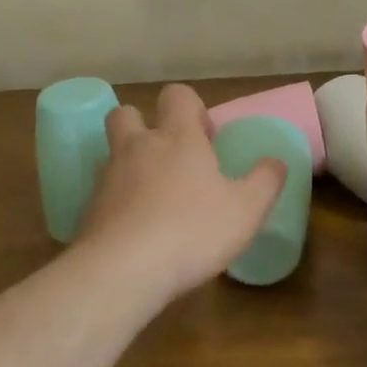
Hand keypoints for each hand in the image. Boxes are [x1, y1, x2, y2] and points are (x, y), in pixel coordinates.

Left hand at [76, 84, 287, 305]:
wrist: (122, 270)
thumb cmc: (192, 231)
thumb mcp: (246, 210)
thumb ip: (265, 181)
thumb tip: (277, 161)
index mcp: (178, 138)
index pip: (177, 95)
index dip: (191, 107)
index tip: (206, 138)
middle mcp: (138, 147)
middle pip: (127, 113)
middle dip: (144, 124)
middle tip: (169, 156)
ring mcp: (108, 177)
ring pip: (112, 152)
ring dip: (131, 163)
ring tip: (155, 195)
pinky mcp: (89, 209)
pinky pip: (104, 191)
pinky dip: (118, 199)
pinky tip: (137, 227)